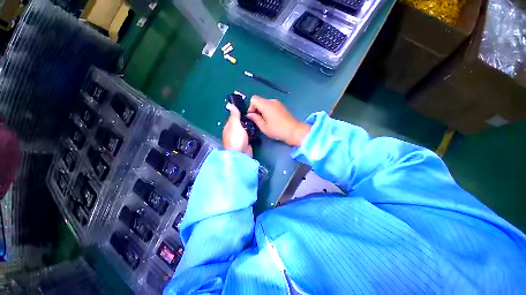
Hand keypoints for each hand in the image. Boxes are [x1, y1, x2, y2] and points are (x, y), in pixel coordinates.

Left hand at [223, 103, 252, 155]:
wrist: (240, 154)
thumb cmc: (236, 139)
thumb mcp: (235, 124)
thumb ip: (234, 115)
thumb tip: (231, 104)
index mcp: (229, 126)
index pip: (234, 116)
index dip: (240, 112)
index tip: (249, 108)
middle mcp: (233, 131)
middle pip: (240, 122)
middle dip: (246, 119)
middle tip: (256, 114)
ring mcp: (239, 137)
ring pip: (245, 128)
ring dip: (249, 125)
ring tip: (258, 119)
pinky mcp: (245, 142)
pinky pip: (249, 134)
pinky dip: (251, 131)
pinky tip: (256, 128)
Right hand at [246, 96, 309, 145]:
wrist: (294, 131)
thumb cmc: (277, 130)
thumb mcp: (263, 126)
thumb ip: (255, 119)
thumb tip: (249, 115)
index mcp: (266, 105)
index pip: (253, 99)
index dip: (251, 107)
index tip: (253, 117)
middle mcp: (272, 101)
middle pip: (259, 101)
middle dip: (256, 109)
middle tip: (258, 121)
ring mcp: (278, 103)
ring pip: (265, 103)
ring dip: (262, 110)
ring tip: (265, 121)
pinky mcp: (282, 106)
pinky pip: (271, 105)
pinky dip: (268, 111)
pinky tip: (271, 120)